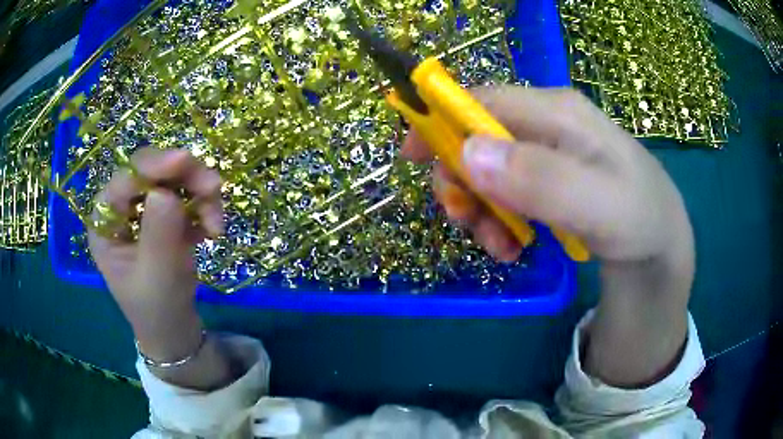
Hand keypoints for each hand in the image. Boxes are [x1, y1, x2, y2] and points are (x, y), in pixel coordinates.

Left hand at [89, 148, 231, 389]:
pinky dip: (205, 206)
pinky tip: (212, 230)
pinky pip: (187, 194)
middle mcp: (122, 209)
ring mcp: (145, 210)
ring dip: (200, 193)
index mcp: (105, 223)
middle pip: (151, 171)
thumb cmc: (157, 309)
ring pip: (173, 178)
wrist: (175, 328)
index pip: (124, 180)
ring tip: (216, 225)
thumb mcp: (157, 278)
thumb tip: (164, 192)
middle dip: (183, 176)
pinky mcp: (166, 215)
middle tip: (214, 189)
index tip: (185, 160)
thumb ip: (158, 235)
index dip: (152, 166)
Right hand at [403, 87, 694, 386]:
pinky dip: (499, 222)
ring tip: (500, 248)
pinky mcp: (549, 179)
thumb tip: (467, 154)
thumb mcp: (600, 205)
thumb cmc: (639, 221)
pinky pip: (506, 193)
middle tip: (467, 223)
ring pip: (489, 171)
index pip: (484, 101)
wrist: (659, 247)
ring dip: (481, 210)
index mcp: (559, 112)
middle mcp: (548, 124)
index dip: (441, 123)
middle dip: (463, 181)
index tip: (410, 159)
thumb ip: (541, 179)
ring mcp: (548, 153)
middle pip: (479, 138)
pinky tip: (513, 247)